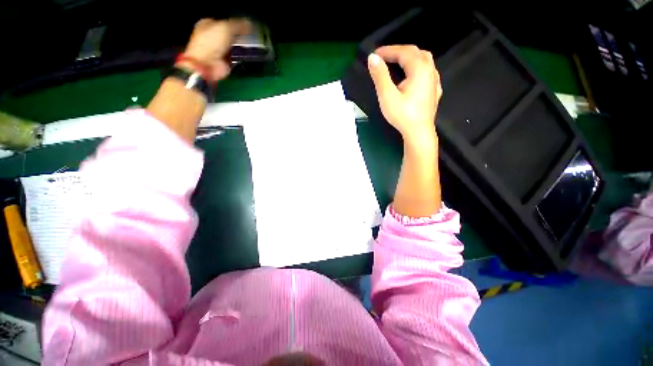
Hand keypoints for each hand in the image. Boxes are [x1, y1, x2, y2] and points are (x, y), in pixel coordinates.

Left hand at [181, 18, 250, 81]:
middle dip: (239, 35)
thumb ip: (238, 24)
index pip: (224, 20)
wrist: (208, 65)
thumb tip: (249, 22)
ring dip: (241, 46)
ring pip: (234, 45)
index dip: (235, 22)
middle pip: (230, 34)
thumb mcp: (226, 28)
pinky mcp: (225, 62)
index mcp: (208, 24)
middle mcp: (213, 36)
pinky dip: (241, 57)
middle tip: (251, 35)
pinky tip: (248, 55)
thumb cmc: (211, 43)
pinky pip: (236, 57)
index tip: (246, 25)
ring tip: (252, 45)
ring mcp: (219, 50)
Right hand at [367, 45, 441, 143]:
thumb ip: (380, 76)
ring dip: (410, 58)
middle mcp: (430, 71)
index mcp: (419, 69)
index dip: (388, 51)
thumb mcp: (387, 95)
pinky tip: (414, 76)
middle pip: (415, 53)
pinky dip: (418, 68)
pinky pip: (428, 72)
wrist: (419, 132)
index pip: (403, 52)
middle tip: (384, 57)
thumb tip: (373, 58)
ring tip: (398, 62)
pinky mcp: (434, 91)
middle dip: (398, 52)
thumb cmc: (403, 115)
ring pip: (424, 60)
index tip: (375, 54)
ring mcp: (434, 81)